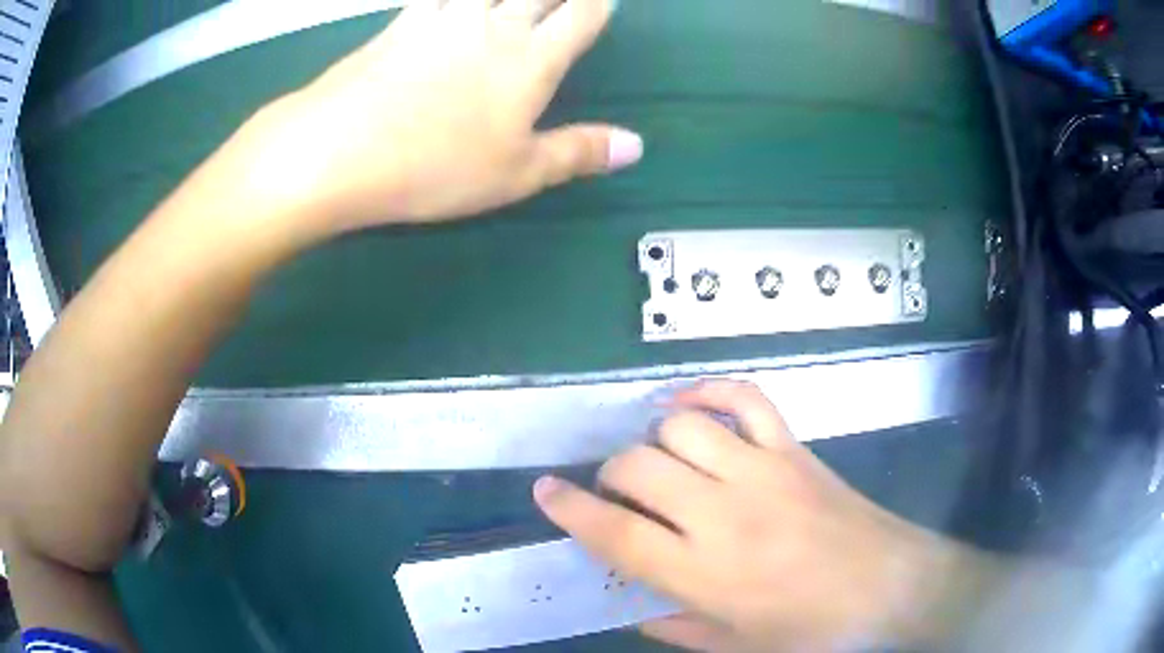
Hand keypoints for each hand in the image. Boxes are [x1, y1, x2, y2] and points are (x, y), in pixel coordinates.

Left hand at [237, 0, 641, 234]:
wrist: (341, 148)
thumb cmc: (435, 167)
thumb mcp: (516, 174)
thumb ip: (577, 152)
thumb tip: (636, 145)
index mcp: (531, 61)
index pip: (579, 18)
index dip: (597, 4)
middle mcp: (493, 27)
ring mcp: (444, 19)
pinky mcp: (402, 24)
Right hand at [534, 380, 972, 651]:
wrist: (891, 587)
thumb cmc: (814, 631)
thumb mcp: (739, 648)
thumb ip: (679, 631)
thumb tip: (638, 612)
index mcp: (703, 573)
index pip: (615, 532)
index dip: (569, 508)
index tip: (544, 490)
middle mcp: (723, 514)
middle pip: (638, 467)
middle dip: (611, 473)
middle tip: (617, 491)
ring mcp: (761, 471)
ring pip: (681, 426)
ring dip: (654, 437)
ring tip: (658, 457)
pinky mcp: (793, 448)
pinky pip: (745, 399)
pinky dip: (710, 391)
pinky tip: (690, 404)